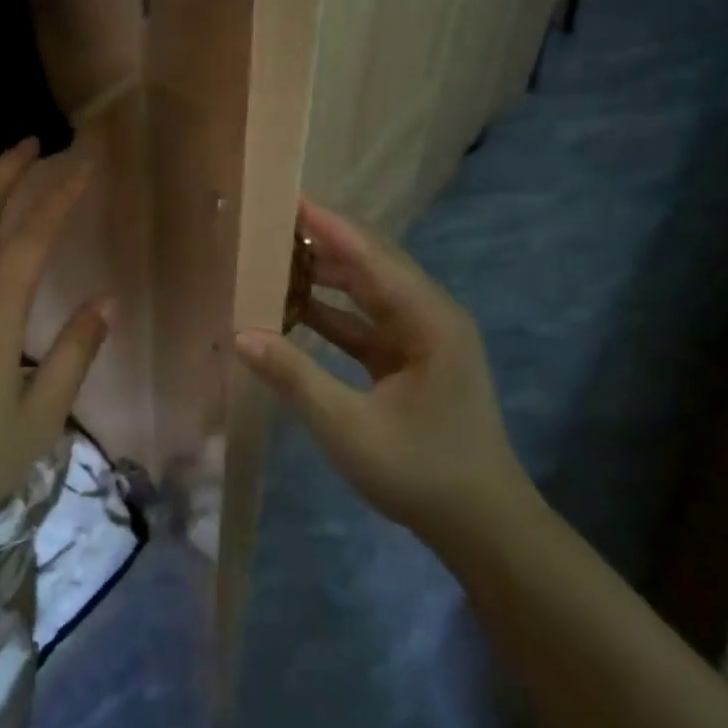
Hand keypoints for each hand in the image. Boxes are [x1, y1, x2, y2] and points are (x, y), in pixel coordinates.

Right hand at [233, 198, 534, 551]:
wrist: (485, 529)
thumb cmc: (422, 474)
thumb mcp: (350, 429)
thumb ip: (295, 377)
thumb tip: (241, 333)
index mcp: (428, 319)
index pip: (369, 255)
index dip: (326, 224)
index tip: (286, 198)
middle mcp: (429, 315)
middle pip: (369, 264)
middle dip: (320, 242)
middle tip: (268, 225)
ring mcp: (422, 337)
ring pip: (367, 290)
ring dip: (324, 276)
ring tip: (273, 258)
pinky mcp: (411, 359)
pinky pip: (365, 321)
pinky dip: (331, 312)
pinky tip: (293, 307)